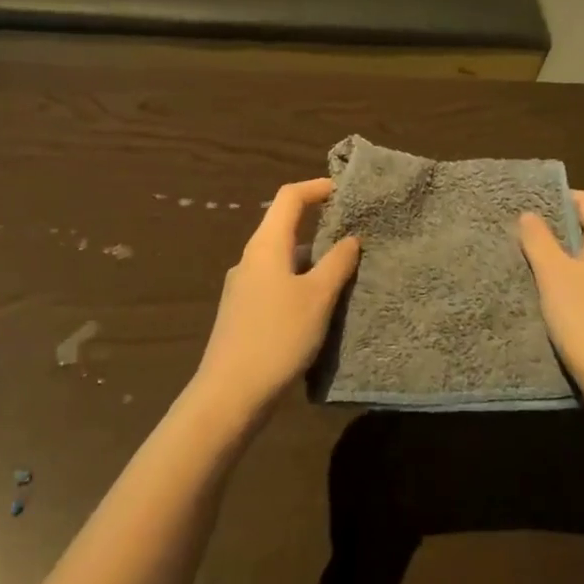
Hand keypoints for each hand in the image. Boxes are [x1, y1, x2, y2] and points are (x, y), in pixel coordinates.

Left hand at [193, 178, 359, 418]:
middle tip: (354, 232)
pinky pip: (277, 283)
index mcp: (265, 245)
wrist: (230, 395)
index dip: (317, 188)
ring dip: (312, 258)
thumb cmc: (277, 337)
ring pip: (283, 258)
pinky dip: (301, 282)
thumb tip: (351, 238)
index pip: (290, 198)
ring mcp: (243, 287)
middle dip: (319, 224)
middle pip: (284, 226)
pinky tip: (320, 306)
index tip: (345, 191)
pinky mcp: (243, 313)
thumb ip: (337, 263)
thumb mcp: (317, 297)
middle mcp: (250, 259)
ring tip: (346, 272)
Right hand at [518, 190, 583, 419]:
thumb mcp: (553, 275)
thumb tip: (530, 214)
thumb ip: (539, 240)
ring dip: (571, 260)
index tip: (531, 207)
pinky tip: (563, 303)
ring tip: (539, 270)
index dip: (560, 198)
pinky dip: (583, 285)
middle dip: (562, 231)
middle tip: (528, 238)